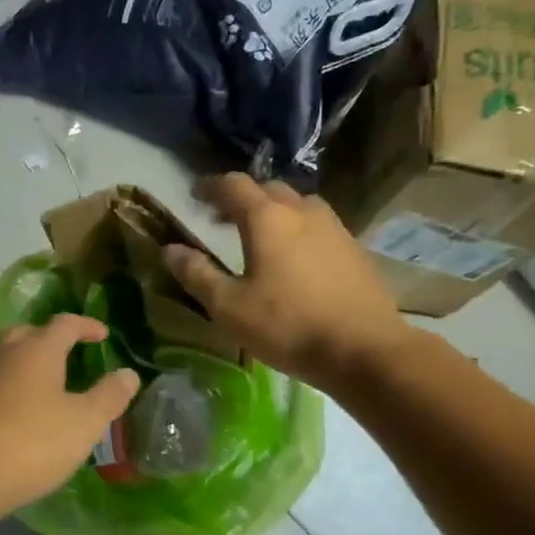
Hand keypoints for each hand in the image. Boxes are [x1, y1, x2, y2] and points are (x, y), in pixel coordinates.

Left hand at [0, 314, 140, 520]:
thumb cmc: (32, 442)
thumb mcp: (85, 422)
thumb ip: (109, 395)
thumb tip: (128, 373)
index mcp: (37, 350)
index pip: (65, 323)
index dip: (87, 326)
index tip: (103, 335)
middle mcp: (3, 354)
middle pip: (28, 334)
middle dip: (50, 340)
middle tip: (69, 355)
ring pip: (5, 359)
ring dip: (26, 364)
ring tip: (45, 386)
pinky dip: (9, 389)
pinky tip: (16, 414)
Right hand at [163, 173, 412, 395]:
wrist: (364, 349)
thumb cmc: (287, 326)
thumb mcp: (229, 307)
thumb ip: (197, 274)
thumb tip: (170, 249)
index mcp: (267, 218)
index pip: (233, 185)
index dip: (210, 186)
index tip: (194, 195)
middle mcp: (302, 211)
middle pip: (268, 189)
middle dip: (241, 198)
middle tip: (222, 218)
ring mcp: (334, 227)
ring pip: (297, 205)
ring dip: (273, 211)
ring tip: (260, 236)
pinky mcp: (354, 248)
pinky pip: (318, 226)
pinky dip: (297, 229)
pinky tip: (294, 258)